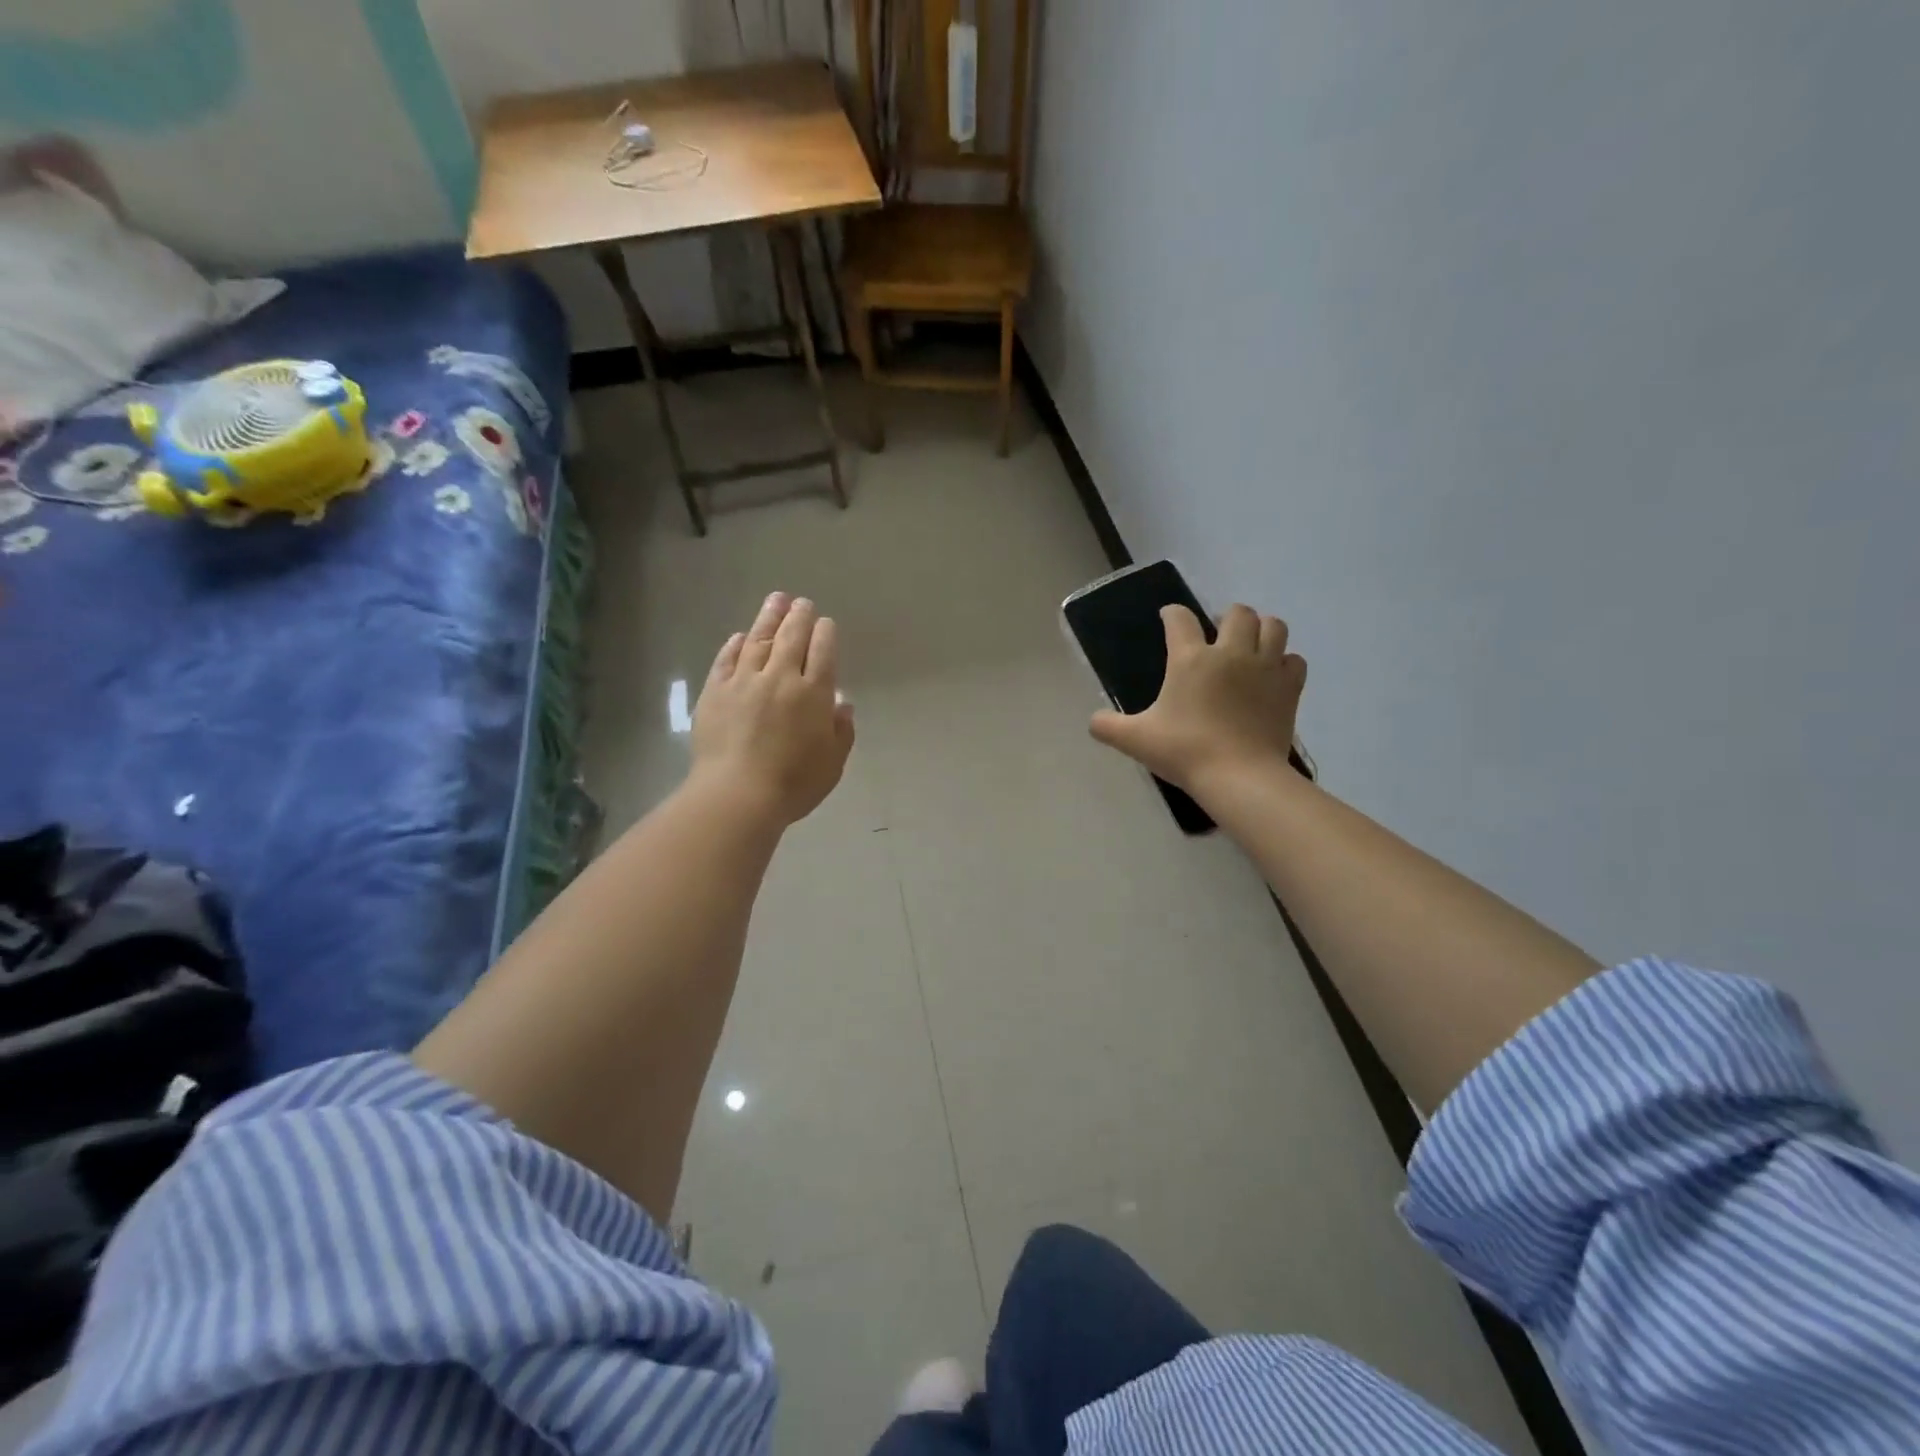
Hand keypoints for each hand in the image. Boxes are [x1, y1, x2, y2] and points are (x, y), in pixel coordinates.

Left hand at [692, 593, 855, 825]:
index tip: (825, 623)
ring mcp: (744, 681)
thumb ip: (841, 732)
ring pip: (758, 640)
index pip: (823, 651)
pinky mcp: (715, 692)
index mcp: (814, 694)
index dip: (825, 633)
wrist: (737, 795)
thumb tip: (842, 705)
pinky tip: (739, 636)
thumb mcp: (832, 763)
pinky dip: (734, 645)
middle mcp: (781, 678)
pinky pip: (726, 660)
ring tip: (775, 600)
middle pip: (792, 637)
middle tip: (802, 602)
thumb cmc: (793, 783)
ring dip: (768, 618)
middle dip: (799, 616)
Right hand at [1089, 604, 1304, 796]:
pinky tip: (1272, 675)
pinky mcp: (1288, 688)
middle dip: (1226, 617)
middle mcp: (1231, 653)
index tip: (1168, 618)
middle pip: (1238, 612)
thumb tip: (1093, 722)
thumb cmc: (1184, 751)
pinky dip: (1284, 662)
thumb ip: (1108, 726)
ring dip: (1261, 629)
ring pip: (1274, 626)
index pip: (1180, 619)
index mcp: (1190, 659)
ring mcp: (1265, 668)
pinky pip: (1294, 660)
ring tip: (1250, 645)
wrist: (1239, 776)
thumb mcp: (1136, 740)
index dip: (1172, 614)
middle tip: (1217, 634)